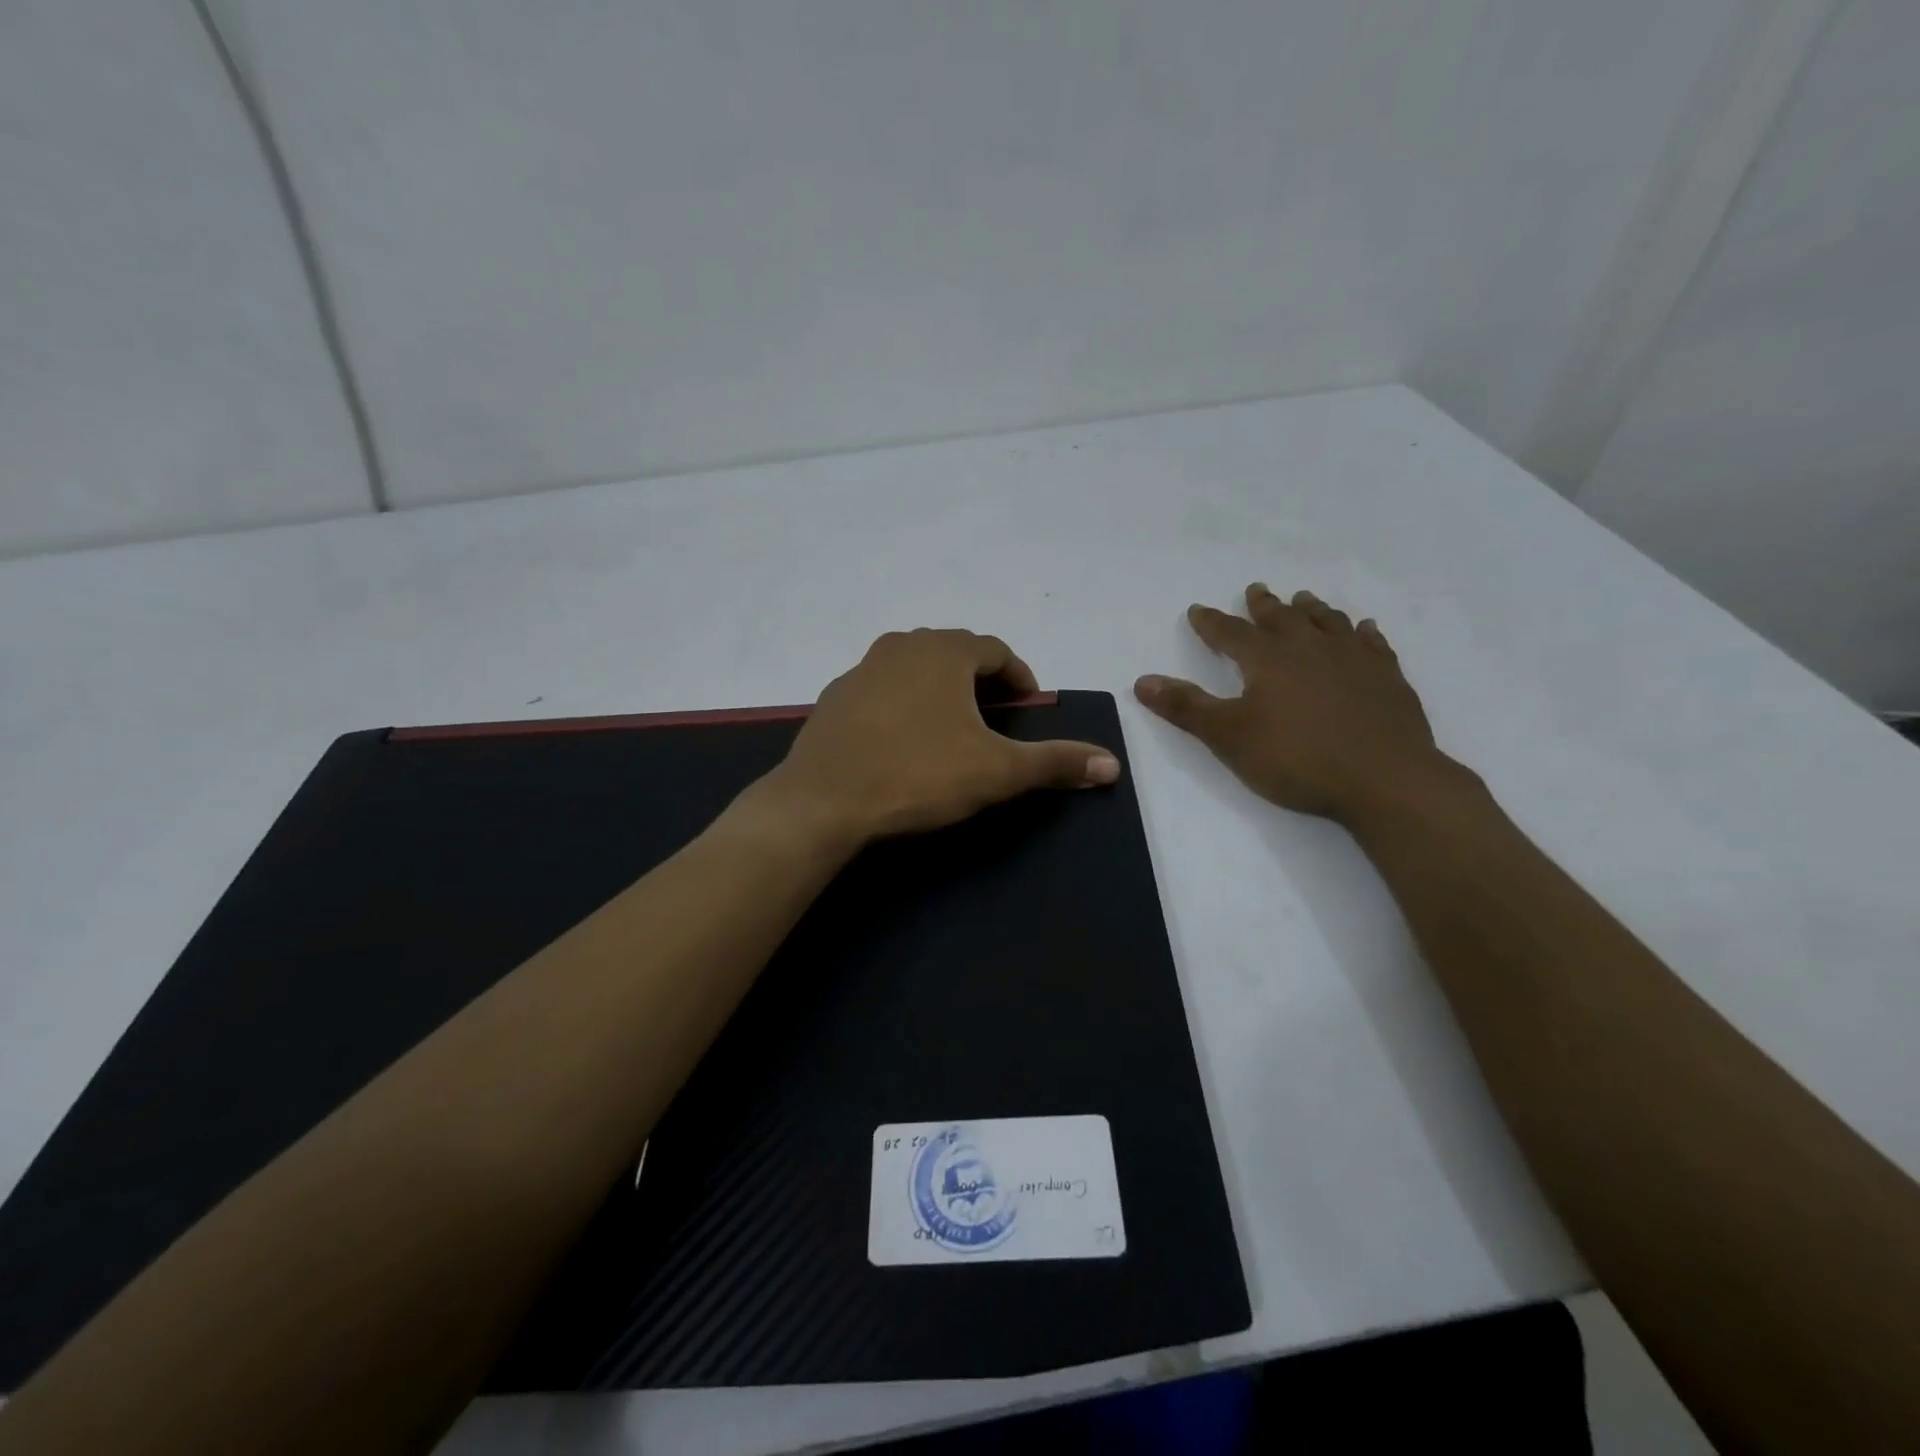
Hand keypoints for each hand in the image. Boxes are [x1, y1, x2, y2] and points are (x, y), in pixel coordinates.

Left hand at [751, 629, 1119, 848]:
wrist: (822, 801)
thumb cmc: (918, 775)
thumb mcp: (996, 772)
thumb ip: (1054, 763)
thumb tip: (1112, 765)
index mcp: (944, 651)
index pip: (996, 650)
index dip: (1020, 678)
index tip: (1029, 709)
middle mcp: (902, 646)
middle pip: (955, 653)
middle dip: (982, 681)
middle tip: (996, 718)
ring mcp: (861, 669)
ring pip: (915, 668)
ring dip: (941, 689)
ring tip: (952, 728)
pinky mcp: (834, 697)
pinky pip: (882, 689)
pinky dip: (903, 703)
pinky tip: (903, 740)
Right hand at [1135, 584, 1466, 826]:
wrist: (1384, 779)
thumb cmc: (1297, 758)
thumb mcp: (1229, 737)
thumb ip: (1186, 708)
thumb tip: (1142, 681)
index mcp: (1268, 660)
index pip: (1230, 634)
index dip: (1210, 623)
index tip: (1197, 610)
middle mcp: (1310, 648)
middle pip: (1281, 618)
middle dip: (1263, 606)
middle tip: (1255, 590)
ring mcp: (1354, 659)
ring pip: (1328, 622)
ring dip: (1312, 609)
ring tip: (1303, 598)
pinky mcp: (1387, 677)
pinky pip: (1372, 643)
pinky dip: (1362, 632)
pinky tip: (1364, 629)